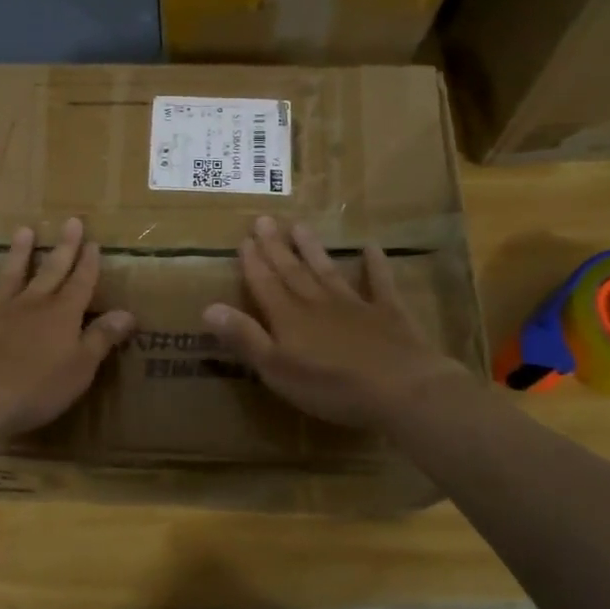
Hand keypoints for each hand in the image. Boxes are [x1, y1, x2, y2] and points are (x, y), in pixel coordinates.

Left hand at [0, 217, 135, 441]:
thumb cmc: (37, 389)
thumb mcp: (81, 368)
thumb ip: (101, 338)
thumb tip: (128, 313)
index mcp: (61, 316)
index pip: (80, 284)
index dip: (88, 264)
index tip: (94, 242)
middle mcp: (29, 306)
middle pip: (50, 272)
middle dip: (63, 248)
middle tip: (71, 221)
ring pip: (9, 277)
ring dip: (18, 254)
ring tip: (23, 230)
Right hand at [204, 217, 465, 430]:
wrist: (401, 389)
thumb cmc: (331, 386)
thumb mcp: (276, 369)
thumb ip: (245, 337)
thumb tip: (208, 308)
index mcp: (289, 318)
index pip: (265, 284)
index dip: (253, 263)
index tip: (243, 239)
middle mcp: (317, 303)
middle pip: (292, 271)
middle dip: (276, 247)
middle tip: (264, 220)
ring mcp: (355, 305)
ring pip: (327, 270)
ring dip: (312, 249)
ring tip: (300, 225)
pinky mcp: (388, 314)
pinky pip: (379, 283)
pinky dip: (374, 265)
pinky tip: (371, 247)